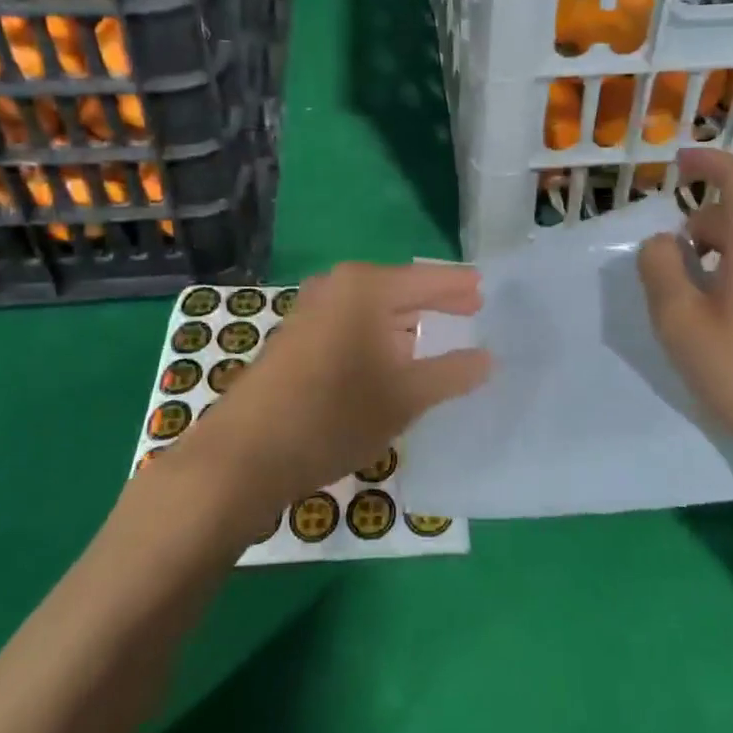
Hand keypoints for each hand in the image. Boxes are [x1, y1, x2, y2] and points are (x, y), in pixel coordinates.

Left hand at [174, 263, 490, 522]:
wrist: (245, 454)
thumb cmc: (334, 416)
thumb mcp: (405, 398)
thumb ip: (451, 373)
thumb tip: (486, 358)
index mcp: (367, 287)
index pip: (427, 279)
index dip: (459, 286)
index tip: (488, 289)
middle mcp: (337, 286)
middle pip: (400, 290)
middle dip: (435, 303)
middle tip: (472, 311)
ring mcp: (312, 310)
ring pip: (374, 310)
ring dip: (406, 324)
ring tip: (438, 336)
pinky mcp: (297, 337)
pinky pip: (352, 325)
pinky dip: (379, 337)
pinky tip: (393, 359)